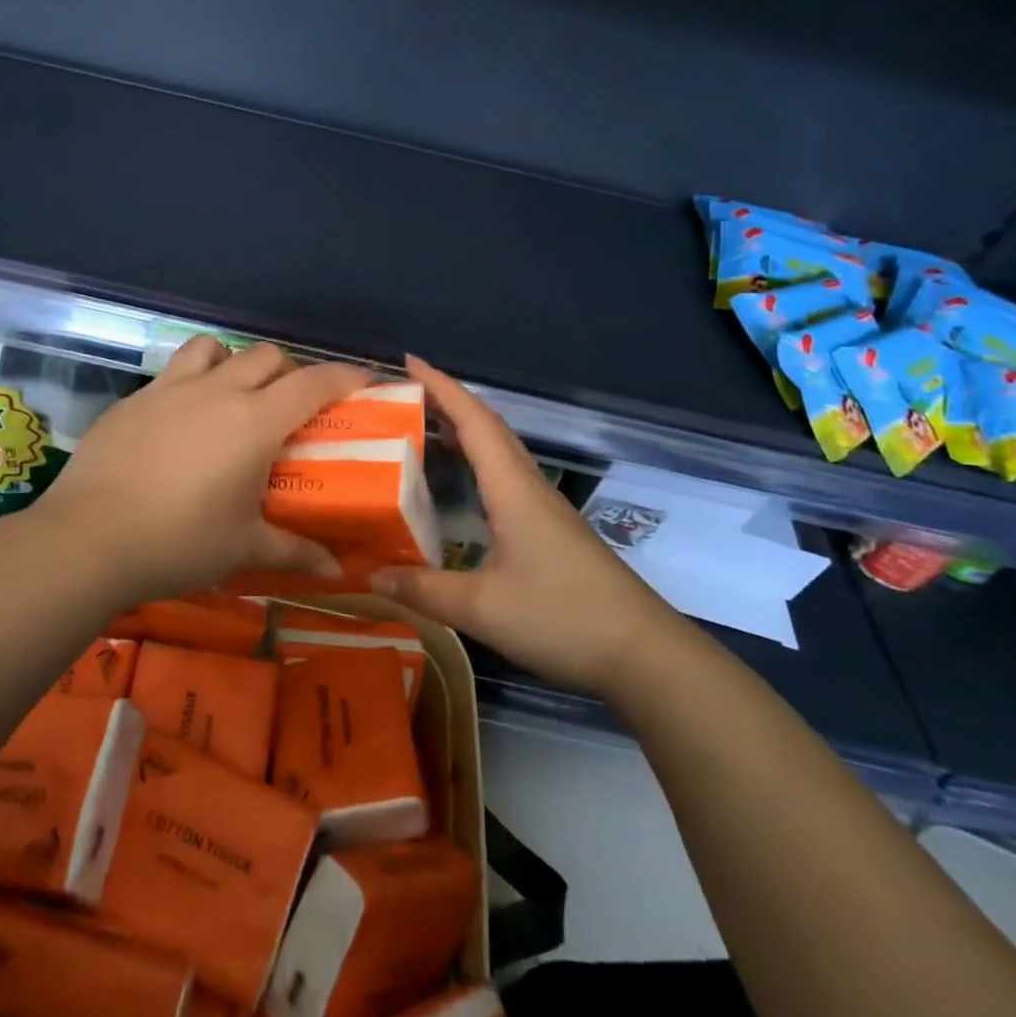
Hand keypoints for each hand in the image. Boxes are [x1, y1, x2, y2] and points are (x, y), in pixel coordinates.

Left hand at [33, 336, 371, 605]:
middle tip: (290, 408)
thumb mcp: (243, 548)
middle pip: (267, 356)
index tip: (364, 380)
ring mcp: (171, 388)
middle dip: (288, 372)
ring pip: (215, 348)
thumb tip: (336, 572)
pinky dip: (192, 381)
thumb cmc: (178, 542)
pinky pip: (174, 371)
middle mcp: (218, 391)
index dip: (345, 376)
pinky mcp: (135, 398)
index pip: (313, 383)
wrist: (87, 539)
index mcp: (255, 421)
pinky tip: (180, 421)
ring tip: (232, 398)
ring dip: (234, 363)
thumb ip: (294, 551)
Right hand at [371, 356, 681, 693]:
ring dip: (466, 429)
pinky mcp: (552, 530)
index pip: (474, 421)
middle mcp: (529, 487)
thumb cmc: (562, 618)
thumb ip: (424, 590)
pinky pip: (507, 475)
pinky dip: (479, 461)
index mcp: (512, 489)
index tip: (409, 361)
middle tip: (406, 393)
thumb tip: (371, 574)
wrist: (644, 655)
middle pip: (489, 427)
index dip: (441, 387)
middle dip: (449, 401)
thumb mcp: (482, 609)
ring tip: (426, 426)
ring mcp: (545, 508)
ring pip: (501, 451)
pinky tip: (465, 483)